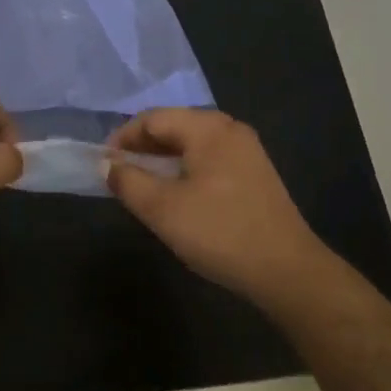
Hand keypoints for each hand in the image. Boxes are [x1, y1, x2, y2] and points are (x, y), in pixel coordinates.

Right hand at [106, 109, 329, 305]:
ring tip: (142, 185)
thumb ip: (128, 181)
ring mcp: (247, 151)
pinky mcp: (255, 174)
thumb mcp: (163, 209)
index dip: (123, 137)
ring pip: (192, 144)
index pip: (153, 118)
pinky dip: (185, 169)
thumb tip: (107, 164)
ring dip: (163, 159)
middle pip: (174, 126)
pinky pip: (209, 159)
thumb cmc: (220, 233)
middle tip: (119, 174)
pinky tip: (177, 195)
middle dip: (142, 147)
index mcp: (208, 128)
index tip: (103, 163)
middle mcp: (229, 130)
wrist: (287, 271)